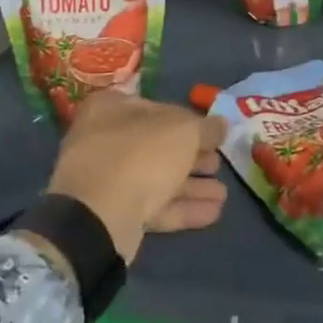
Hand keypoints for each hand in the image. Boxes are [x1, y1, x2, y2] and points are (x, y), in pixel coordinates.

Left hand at [47, 91, 227, 263]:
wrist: (99, 216)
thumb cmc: (140, 155)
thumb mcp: (183, 131)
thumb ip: (205, 127)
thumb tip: (221, 125)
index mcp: (111, 108)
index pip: (155, 107)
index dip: (186, 119)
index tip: (211, 132)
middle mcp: (104, 140)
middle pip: (156, 146)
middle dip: (191, 156)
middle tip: (219, 163)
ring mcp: (106, 180)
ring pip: (156, 178)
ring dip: (191, 185)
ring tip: (223, 193)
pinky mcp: (113, 214)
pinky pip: (153, 207)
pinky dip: (182, 208)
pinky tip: (214, 212)